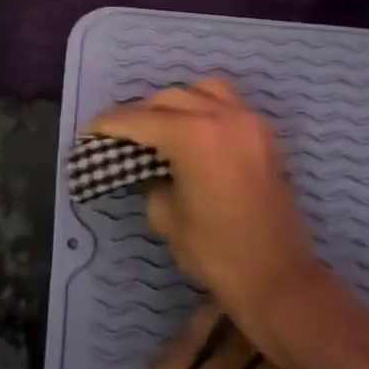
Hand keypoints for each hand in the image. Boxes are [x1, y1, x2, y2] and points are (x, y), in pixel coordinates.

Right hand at [91, 80, 324, 352]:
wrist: (278, 277)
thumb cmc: (216, 251)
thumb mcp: (167, 217)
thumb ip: (151, 181)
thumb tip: (149, 170)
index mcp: (193, 135)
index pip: (139, 120)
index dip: (110, 124)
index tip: (90, 130)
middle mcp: (222, 116)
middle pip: (169, 98)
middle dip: (140, 113)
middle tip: (121, 134)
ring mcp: (248, 122)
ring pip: (203, 90)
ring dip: (176, 103)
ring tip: (161, 126)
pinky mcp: (264, 135)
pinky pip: (229, 105)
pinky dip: (206, 108)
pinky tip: (194, 131)